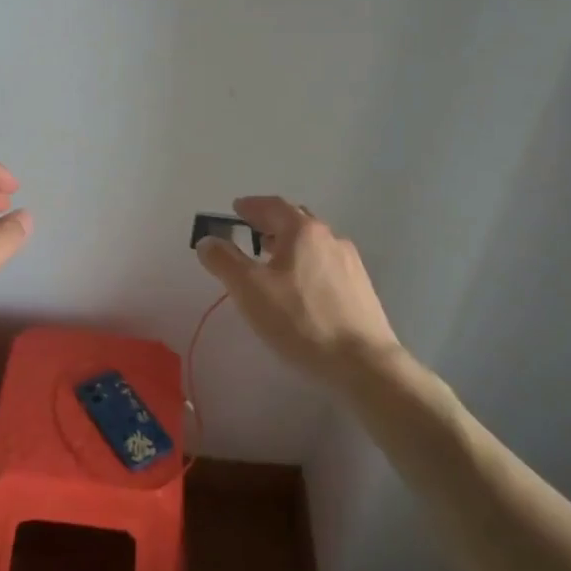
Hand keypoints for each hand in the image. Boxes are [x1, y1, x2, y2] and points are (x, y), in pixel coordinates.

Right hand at [196, 196, 408, 389]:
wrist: (362, 364)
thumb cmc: (299, 320)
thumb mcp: (250, 290)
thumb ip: (224, 261)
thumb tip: (208, 241)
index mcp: (303, 231)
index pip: (273, 205)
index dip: (251, 205)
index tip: (236, 208)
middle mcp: (330, 238)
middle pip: (297, 220)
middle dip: (272, 222)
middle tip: (251, 231)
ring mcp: (350, 263)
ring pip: (313, 244)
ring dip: (289, 245)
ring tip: (271, 261)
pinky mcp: (361, 289)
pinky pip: (326, 264)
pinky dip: (306, 264)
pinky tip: (300, 288)